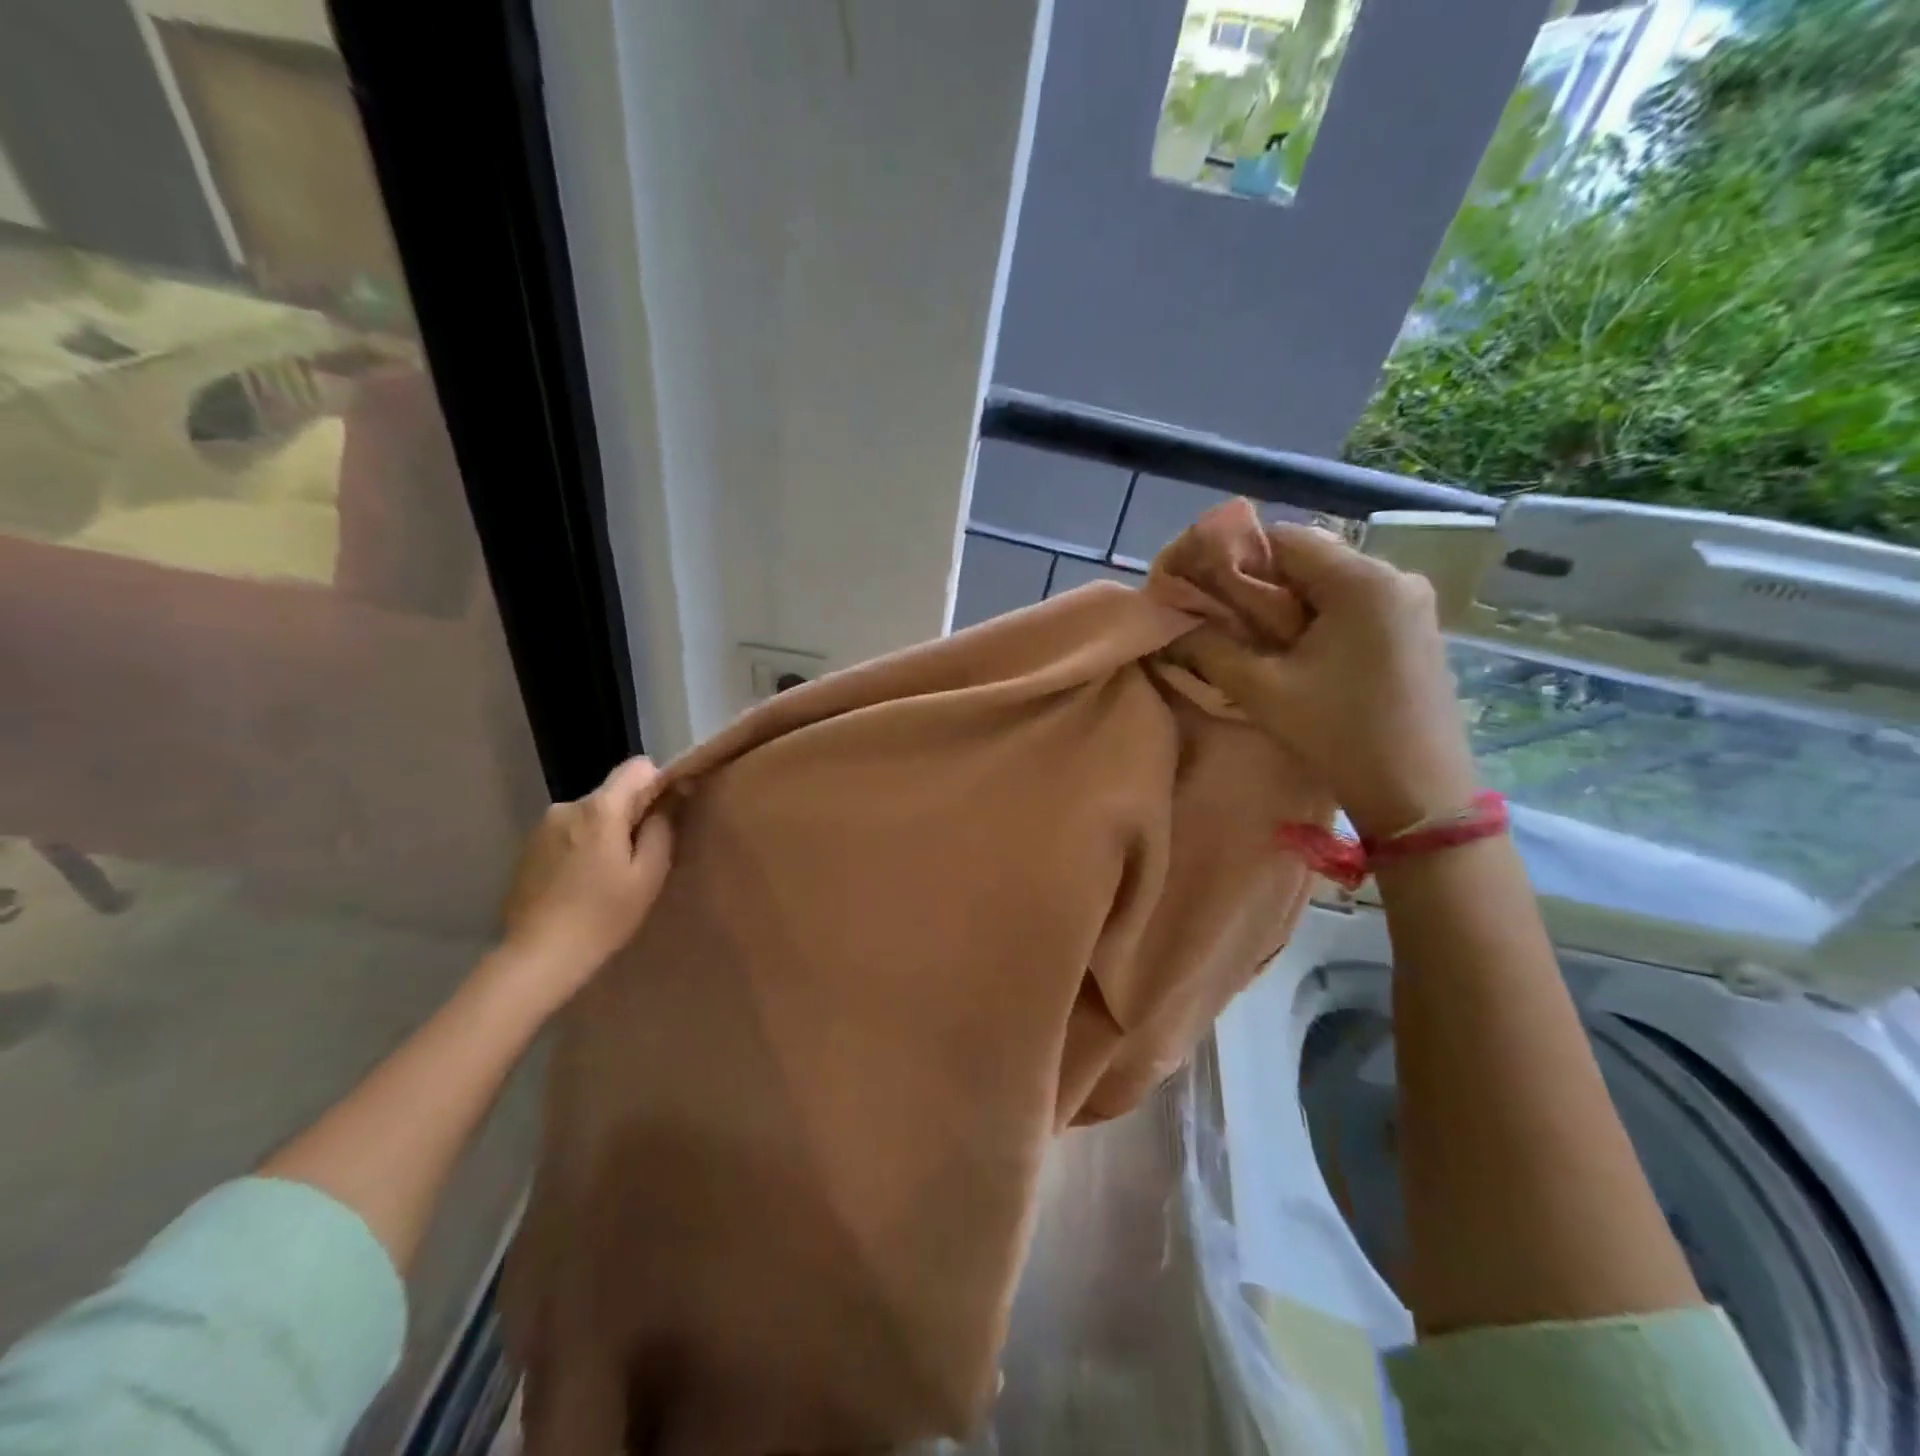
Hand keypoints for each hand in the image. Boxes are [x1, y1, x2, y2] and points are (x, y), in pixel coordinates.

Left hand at [497, 756, 674, 1012]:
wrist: (538, 956)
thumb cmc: (603, 916)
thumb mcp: (648, 875)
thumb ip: (662, 827)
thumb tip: (674, 793)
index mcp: (601, 809)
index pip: (638, 767)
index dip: (658, 784)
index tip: (665, 816)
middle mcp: (568, 806)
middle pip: (613, 794)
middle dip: (630, 815)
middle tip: (637, 859)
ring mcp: (543, 826)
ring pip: (590, 815)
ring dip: (603, 833)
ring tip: (606, 875)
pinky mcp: (528, 847)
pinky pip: (568, 833)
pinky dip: (580, 847)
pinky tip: (580, 883)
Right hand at [1169, 524, 1477, 837]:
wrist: (1419, 794)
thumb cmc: (1339, 735)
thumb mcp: (1262, 690)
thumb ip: (1210, 648)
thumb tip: (1173, 621)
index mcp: (1362, 580)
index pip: (1285, 538)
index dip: (1236, 557)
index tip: (1205, 591)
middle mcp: (1395, 576)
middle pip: (1309, 559)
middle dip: (1261, 585)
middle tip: (1224, 621)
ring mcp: (1412, 603)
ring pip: (1330, 583)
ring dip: (1289, 604)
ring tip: (1258, 642)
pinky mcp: (1416, 629)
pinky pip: (1355, 604)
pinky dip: (1319, 618)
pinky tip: (1300, 654)